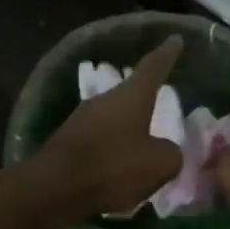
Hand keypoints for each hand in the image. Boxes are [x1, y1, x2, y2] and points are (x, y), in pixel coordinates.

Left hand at [27, 37, 184, 221]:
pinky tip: (118, 167)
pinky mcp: (67, 142)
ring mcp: (81, 120)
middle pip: (130, 93)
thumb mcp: (160, 164)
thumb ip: (171, 153)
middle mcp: (104, 100)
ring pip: (113, 118)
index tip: (174, 39)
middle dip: (145, 99)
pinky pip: (98, 140)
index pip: (153, 67)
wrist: (55, 189)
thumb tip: (166, 151)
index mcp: (131, 96)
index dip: (166, 54)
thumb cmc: (113, 167)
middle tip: (160, 102)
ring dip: (127, 127)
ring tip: (141, 143)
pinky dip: (112, 149)